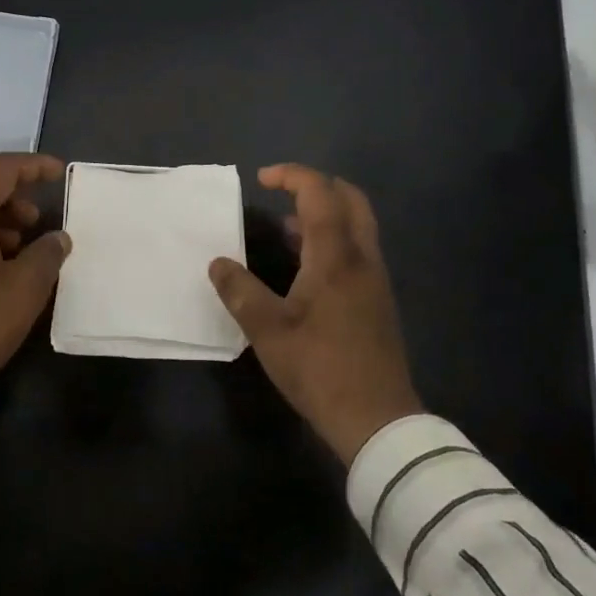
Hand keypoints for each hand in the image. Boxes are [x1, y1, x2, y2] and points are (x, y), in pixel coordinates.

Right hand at [209, 164, 422, 464]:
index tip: (262, 179)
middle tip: (283, 193)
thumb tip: (217, 263)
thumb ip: (240, 291)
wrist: (377, 420)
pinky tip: (305, 267)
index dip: (292, 176)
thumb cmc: (320, 369)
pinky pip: (357, 249)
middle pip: (350, 199)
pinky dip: (333, 239)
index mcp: (335, 256)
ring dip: (325, 214)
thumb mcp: (268, 331)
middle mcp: (361, 258)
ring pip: (357, 225)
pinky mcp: (377, 300)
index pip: (320, 193)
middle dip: (317, 186)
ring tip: (286, 228)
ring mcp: (374, 279)